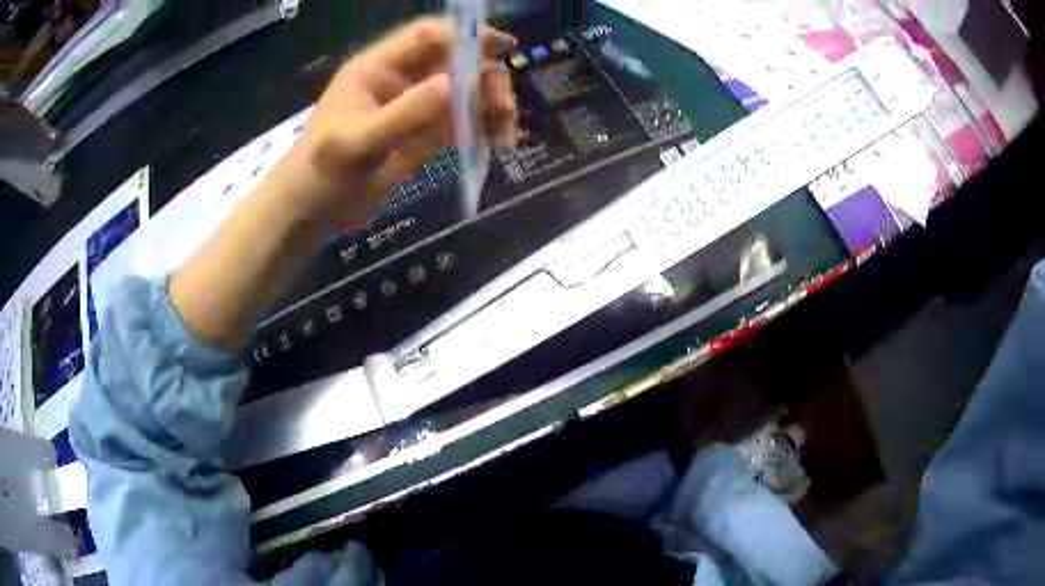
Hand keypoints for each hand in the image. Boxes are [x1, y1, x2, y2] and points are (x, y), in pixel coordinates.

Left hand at [271, 17, 518, 227]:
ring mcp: (416, 107)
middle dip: (485, 78)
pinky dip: (484, 128)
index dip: (464, 35)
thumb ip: (401, 116)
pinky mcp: (425, 134)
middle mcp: (402, 80)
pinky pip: (463, 121)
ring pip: (466, 91)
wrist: (312, 209)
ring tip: (506, 133)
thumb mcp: (356, 144)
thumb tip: (451, 85)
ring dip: (491, 105)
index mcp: (379, 67)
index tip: (501, 49)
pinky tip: (500, 143)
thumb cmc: (321, 172)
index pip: (428, 35)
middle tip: (503, 108)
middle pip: (456, 61)